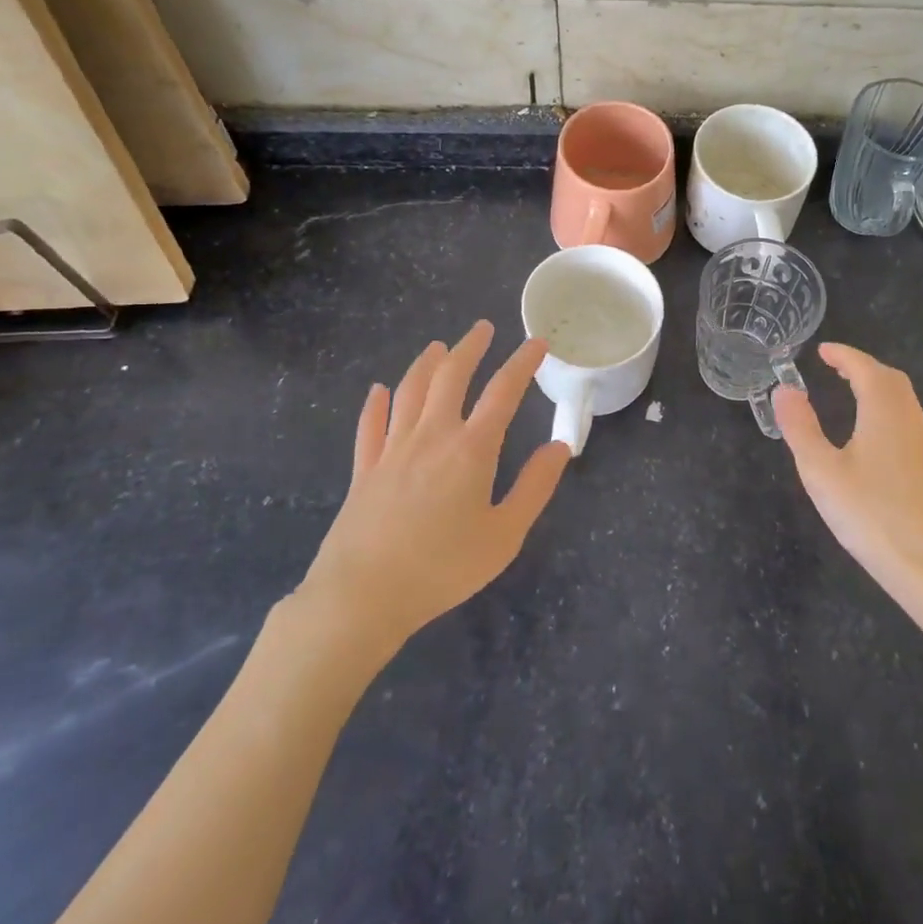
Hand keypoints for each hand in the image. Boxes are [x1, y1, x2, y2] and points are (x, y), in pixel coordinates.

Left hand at [299, 321, 570, 651]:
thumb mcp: (504, 535)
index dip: (522, 363)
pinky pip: (370, 425)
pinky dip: (375, 403)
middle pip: (451, 377)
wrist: (363, 595)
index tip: (536, 343)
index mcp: (470, 449)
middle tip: (483, 328)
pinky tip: (378, 391)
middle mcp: (431, 436)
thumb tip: (559, 446)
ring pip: (409, 391)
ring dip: (426, 364)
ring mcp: (392, 450)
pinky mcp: (363, 469)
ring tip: (438, 347)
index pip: (502, 392)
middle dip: (470, 348)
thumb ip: (535, 487)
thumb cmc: (442, 568)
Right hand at [774, 343, 922, 598]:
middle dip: (861, 366)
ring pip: (903, 399)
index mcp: (884, 411)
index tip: (821, 350)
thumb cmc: (871, 515)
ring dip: (876, 386)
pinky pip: (907, 419)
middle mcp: (909, 419)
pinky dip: (886, 407)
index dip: (843, 355)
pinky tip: (871, 432)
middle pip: (890, 378)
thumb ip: (800, 427)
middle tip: (833, 367)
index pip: (864, 368)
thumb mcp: (821, 471)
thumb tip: (784, 389)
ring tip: (849, 391)